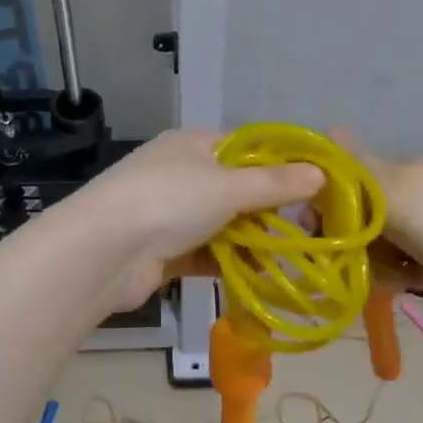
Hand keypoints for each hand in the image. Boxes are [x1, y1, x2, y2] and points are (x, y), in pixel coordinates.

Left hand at [70, 129, 324, 309]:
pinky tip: (261, 278)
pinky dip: (232, 264)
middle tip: (310, 229)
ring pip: (225, 225)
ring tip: (292, 258)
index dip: (281, 164)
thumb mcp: (227, 186)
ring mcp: (171, 214)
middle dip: (271, 210)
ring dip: (254, 242)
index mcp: (193, 145)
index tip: (316, 186)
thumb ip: (274, 183)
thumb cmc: (168, 201)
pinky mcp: (166, 252)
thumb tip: (320, 173)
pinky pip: (209, 254)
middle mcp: (182, 174)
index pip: (246, 148)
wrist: (102, 252)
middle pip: (237, 189)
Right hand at [328, 127, 422, 288]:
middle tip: (357, 261)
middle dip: (357, 242)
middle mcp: (414, 190)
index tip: (318, 227)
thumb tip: (328, 127)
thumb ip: (353, 162)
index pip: (349, 178)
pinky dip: (406, 274)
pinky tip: (415, 281)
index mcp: (400, 168)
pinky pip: (408, 263)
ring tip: (395, 276)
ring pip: (384, 245)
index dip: (328, 202)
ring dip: (382, 264)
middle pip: (364, 217)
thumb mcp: (386, 186)